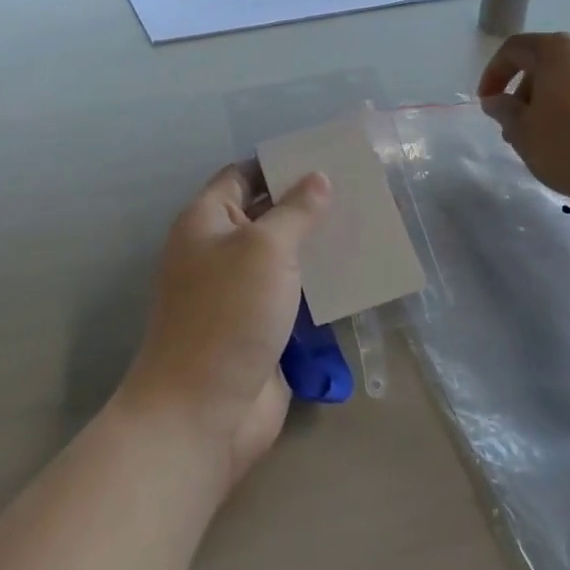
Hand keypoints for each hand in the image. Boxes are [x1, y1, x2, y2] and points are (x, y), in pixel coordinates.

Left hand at [118, 163, 331, 490]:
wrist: (202, 414)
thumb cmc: (228, 315)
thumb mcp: (265, 249)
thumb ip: (295, 211)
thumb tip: (318, 178)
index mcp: (207, 221)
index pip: (243, 175)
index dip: (279, 164)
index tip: (325, 155)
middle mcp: (220, 251)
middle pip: (267, 214)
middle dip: (308, 202)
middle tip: (358, 187)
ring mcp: (240, 292)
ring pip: (285, 256)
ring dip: (319, 244)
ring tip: (367, 222)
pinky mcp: (261, 328)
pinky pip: (295, 294)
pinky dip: (322, 283)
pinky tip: (359, 271)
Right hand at [477, 32, 569, 208]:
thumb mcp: (523, 133)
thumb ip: (504, 111)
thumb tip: (497, 100)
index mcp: (558, 50)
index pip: (513, 50)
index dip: (493, 74)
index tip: (486, 102)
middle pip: (545, 62)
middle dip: (524, 91)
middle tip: (516, 125)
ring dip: (553, 101)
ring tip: (547, 136)